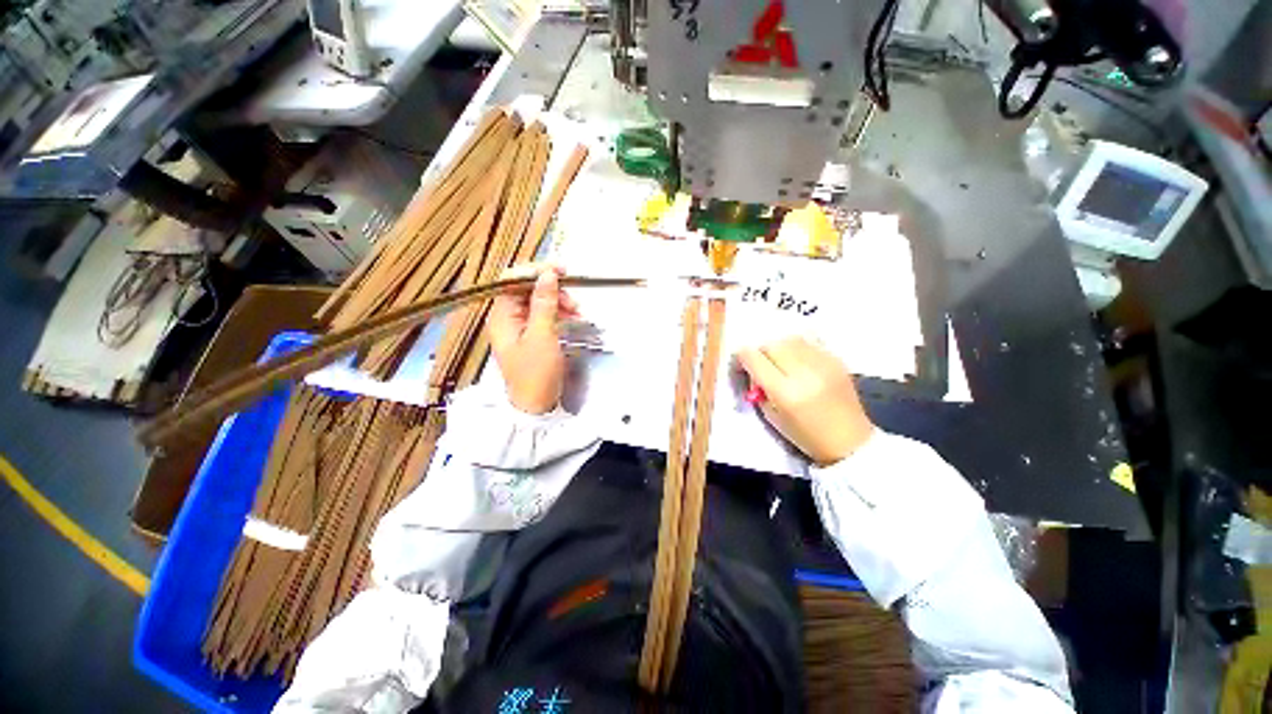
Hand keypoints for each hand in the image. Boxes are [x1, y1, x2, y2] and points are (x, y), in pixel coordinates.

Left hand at [488, 263, 578, 413]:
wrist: (537, 406)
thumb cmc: (536, 372)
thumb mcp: (542, 336)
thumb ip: (544, 303)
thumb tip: (548, 274)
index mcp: (502, 316)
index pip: (513, 280)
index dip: (536, 271)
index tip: (561, 270)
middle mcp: (507, 318)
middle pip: (527, 290)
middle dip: (552, 290)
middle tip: (574, 300)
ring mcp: (519, 327)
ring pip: (539, 302)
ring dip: (559, 303)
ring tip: (578, 313)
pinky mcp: (531, 335)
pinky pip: (544, 316)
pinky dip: (559, 314)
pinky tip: (573, 319)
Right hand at [736, 337, 873, 466]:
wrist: (850, 441)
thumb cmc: (805, 435)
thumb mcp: (771, 416)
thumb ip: (759, 389)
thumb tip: (753, 369)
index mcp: (785, 392)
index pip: (753, 358)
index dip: (742, 357)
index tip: (742, 364)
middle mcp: (804, 373)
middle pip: (771, 344)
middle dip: (761, 352)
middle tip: (763, 366)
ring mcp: (823, 363)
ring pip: (789, 339)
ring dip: (780, 348)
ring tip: (782, 363)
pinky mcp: (837, 359)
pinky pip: (809, 341)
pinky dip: (798, 348)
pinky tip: (800, 361)